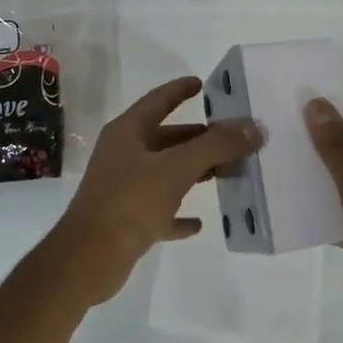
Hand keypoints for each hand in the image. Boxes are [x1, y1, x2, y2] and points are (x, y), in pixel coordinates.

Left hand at [58, 77, 263, 281]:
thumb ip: (216, 146)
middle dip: (200, 138)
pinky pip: (160, 211)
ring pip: (166, 173)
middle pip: (167, 139)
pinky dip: (179, 213)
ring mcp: (123, 188)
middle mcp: (124, 155)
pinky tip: (200, 222)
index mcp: (128, 133)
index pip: (158, 101)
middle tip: (235, 139)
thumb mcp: (177, 169)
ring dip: (195, 172)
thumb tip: (254, 127)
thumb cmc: (130, 202)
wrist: (88, 259)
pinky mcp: (127, 220)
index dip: (180, 90)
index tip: (204, 84)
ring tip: (228, 173)